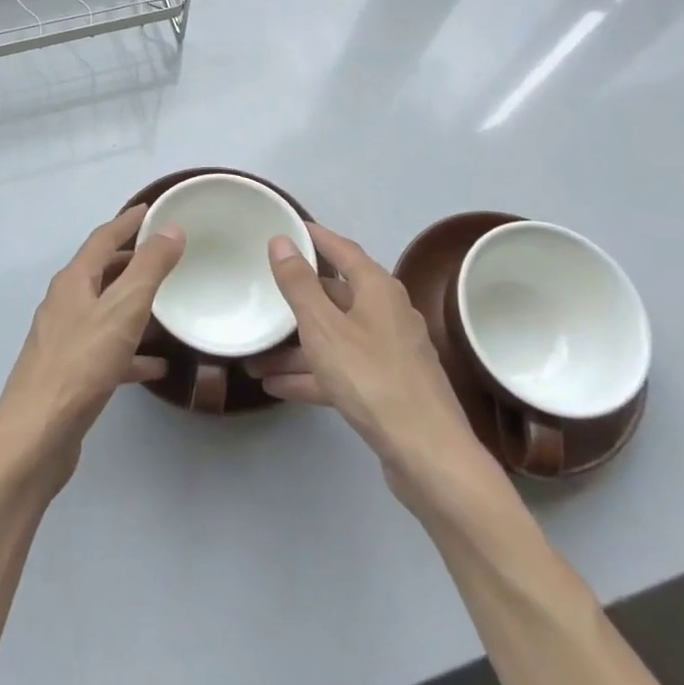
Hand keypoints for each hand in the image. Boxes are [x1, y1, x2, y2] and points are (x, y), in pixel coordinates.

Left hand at [0, 205, 184, 491]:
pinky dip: (131, 350)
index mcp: (73, 281)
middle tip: (166, 254)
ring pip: (105, 311)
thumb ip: (149, 268)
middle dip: (132, 260)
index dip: (128, 222)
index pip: (103, 238)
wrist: (36, 436)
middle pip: (101, 272)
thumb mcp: (123, 309)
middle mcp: (65, 303)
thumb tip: (170, 229)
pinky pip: (107, 350)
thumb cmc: (81, 364)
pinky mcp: (71, 373)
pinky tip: (158, 365)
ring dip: (133, 304)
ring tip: (168, 304)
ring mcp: (65, 339)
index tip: (152, 209)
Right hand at [248, 224, 506, 514]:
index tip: (287, 229)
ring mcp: (388, 353)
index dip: (315, 237)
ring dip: (296, 349)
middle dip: (296, 302)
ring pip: (334, 338)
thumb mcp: (324, 327)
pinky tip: (277, 386)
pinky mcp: (386, 388)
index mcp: (377, 289)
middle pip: (335, 296)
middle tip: (262, 295)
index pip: (342, 250)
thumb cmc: (372, 378)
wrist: (428, 456)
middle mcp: (386, 314)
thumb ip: (299, 284)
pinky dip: (312, 375)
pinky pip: (340, 370)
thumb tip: (281, 240)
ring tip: (255, 358)